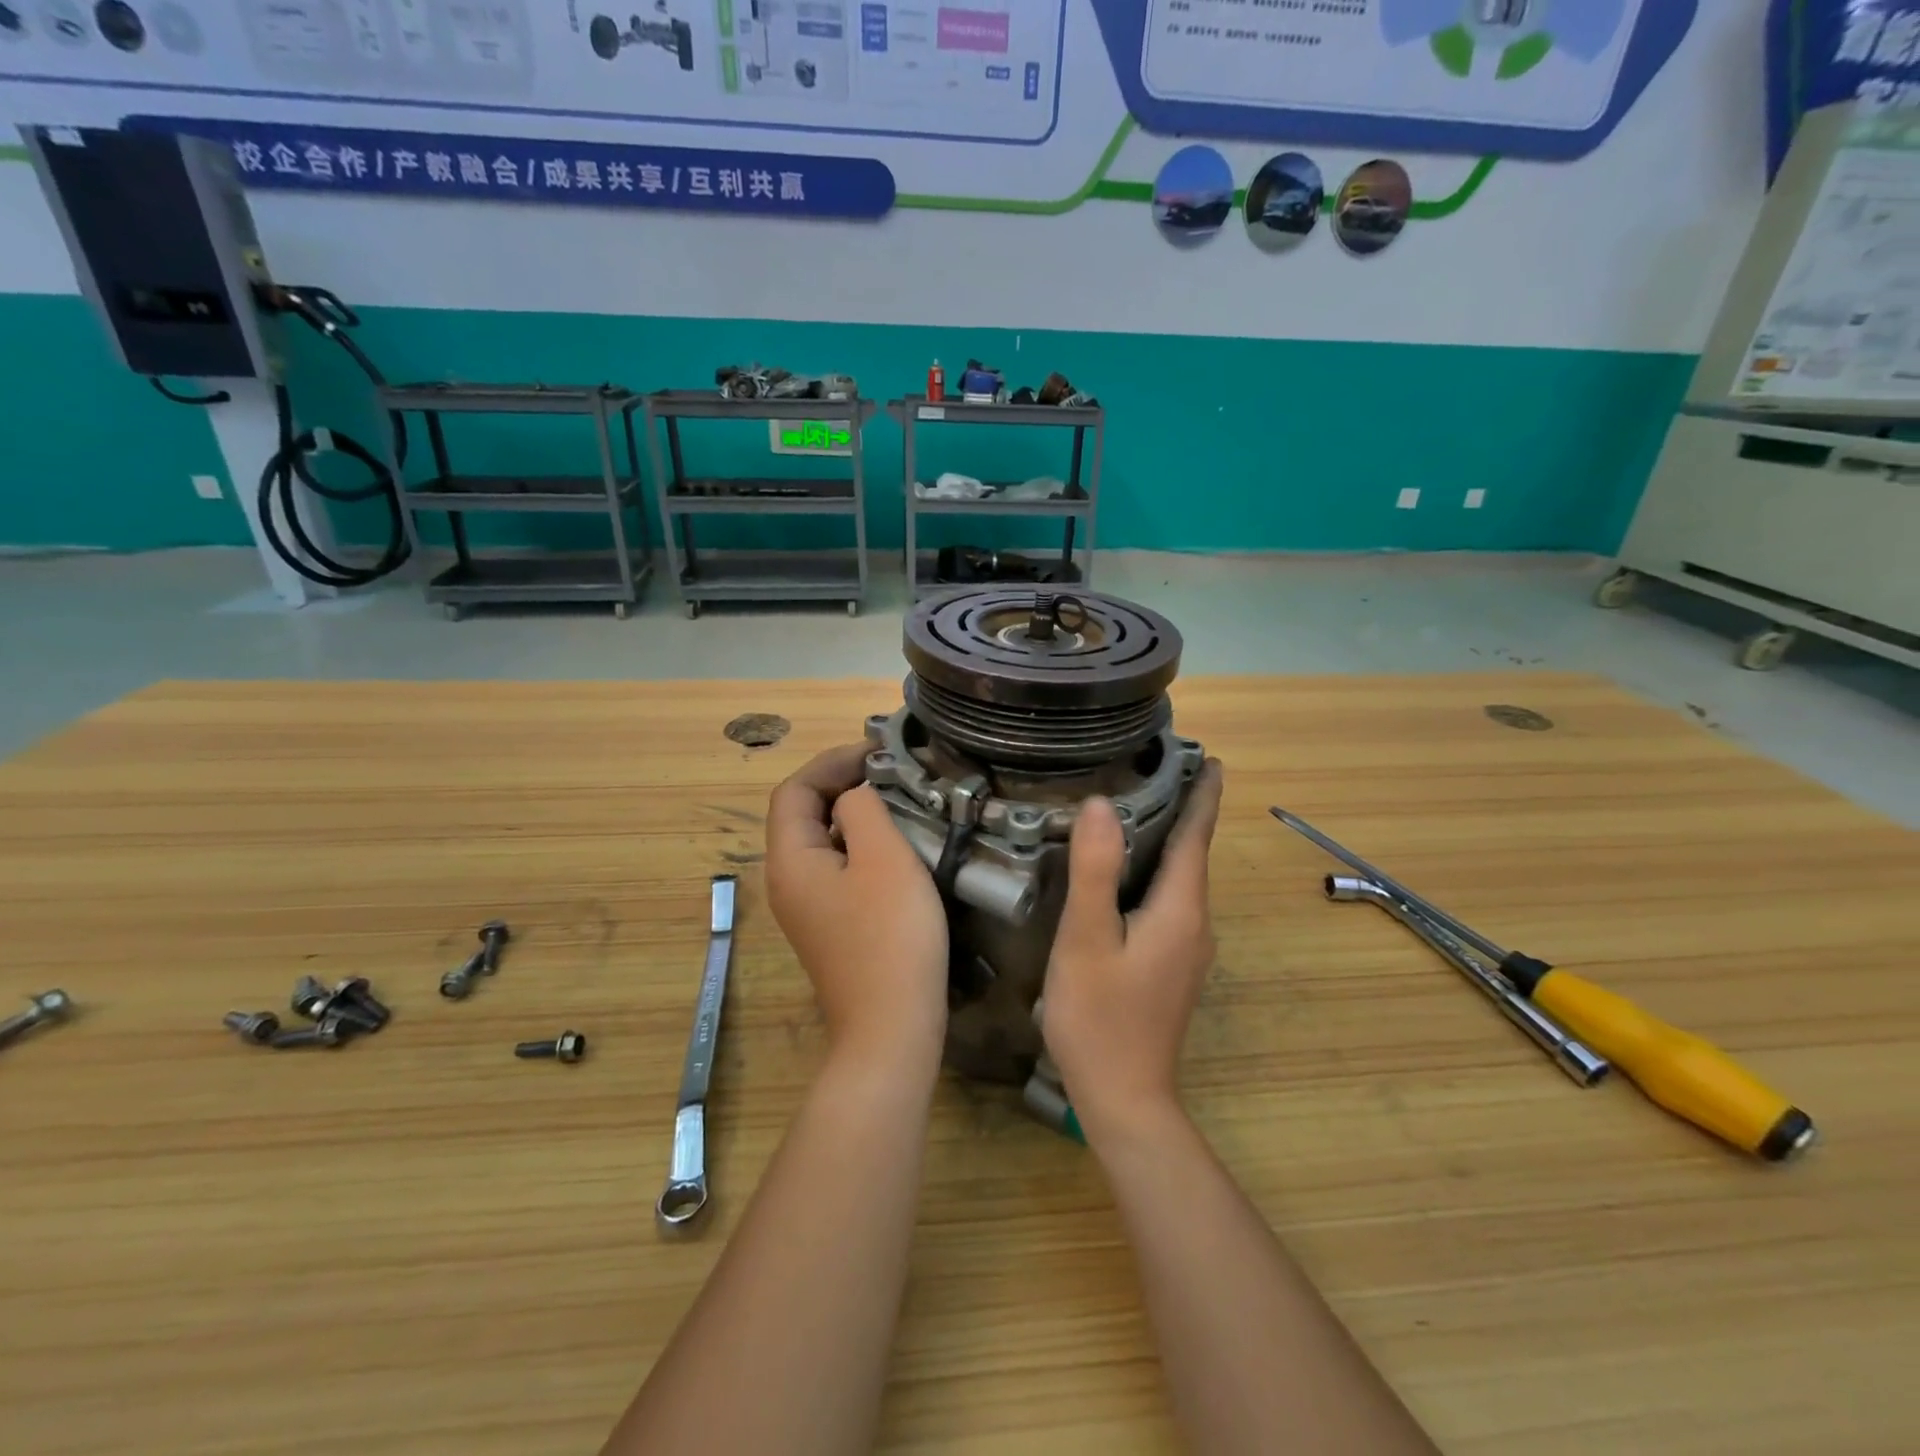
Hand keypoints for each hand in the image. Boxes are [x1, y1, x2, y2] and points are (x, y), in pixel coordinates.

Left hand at [765, 744, 949, 1074]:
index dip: (832, 763)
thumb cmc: (890, 936)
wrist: (892, 1027)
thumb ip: (863, 810)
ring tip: (897, 801)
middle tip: (891, 773)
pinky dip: (861, 845)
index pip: (795, 791)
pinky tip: (895, 848)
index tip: (878, 753)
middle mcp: (788, 881)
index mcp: (790, 860)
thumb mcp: (882, 857)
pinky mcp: (831, 925)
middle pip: (803, 814)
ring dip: (854, 814)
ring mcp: (807, 908)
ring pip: (823, 841)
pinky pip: (838, 868)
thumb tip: (855, 796)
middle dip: (842, 784)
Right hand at [1041, 760, 1223, 1137]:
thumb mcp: (1087, 939)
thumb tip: (1104, 804)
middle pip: (1193, 855)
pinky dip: (1157, 873)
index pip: (1197, 837)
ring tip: (1139, 809)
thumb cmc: (1100, 1016)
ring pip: (1180, 880)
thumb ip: (1095, 871)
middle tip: (1158, 770)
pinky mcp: (1172, 966)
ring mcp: (1187, 949)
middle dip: (1185, 811)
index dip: (1204, 796)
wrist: (1125, 1099)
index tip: (1213, 759)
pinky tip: (1127, 874)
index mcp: (1180, 909)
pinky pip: (1170, 903)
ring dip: (1169, 842)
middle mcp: (1195, 924)